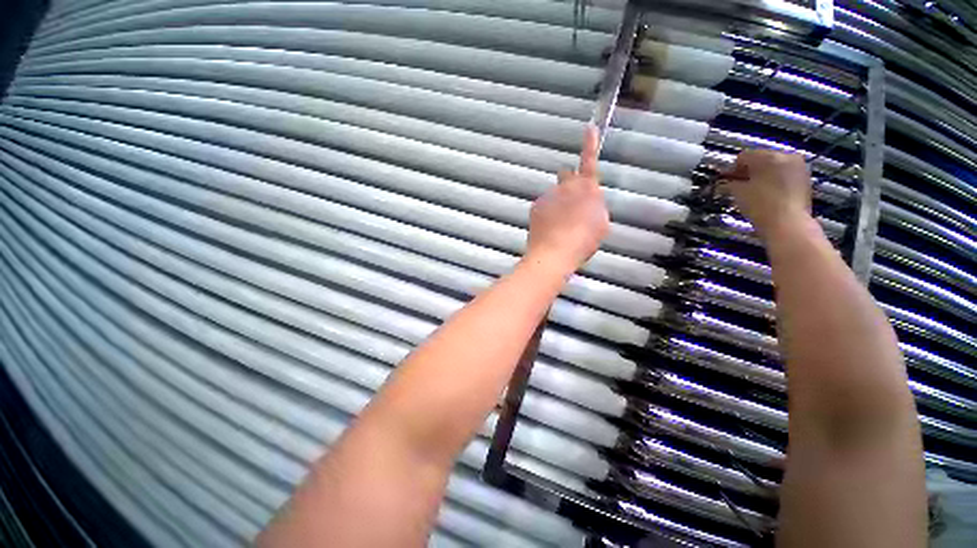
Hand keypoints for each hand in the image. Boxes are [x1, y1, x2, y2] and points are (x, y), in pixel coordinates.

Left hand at [526, 125, 608, 274]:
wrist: (555, 252)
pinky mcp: (536, 206)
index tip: (589, 127)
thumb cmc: (583, 240)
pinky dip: (546, 212)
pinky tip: (549, 228)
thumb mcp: (600, 222)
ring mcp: (548, 196)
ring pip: (554, 193)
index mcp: (587, 188)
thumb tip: (588, 200)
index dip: (590, 144)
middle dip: (569, 182)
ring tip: (560, 225)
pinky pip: (543, 205)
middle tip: (571, 202)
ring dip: (557, 202)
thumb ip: (595, 205)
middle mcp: (566, 187)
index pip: (589, 161)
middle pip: (566, 175)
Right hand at [721, 149, 813, 240]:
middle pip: (761, 158)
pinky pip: (784, 173)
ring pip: (774, 166)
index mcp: (768, 156)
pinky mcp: (805, 178)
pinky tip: (768, 194)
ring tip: (754, 191)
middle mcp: (786, 156)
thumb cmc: (760, 205)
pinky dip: (774, 180)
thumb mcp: (738, 192)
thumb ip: (730, 182)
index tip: (727, 181)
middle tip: (740, 185)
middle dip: (749, 170)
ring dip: (762, 175)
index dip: (733, 168)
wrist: (788, 224)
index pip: (744, 156)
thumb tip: (727, 181)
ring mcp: (798, 166)